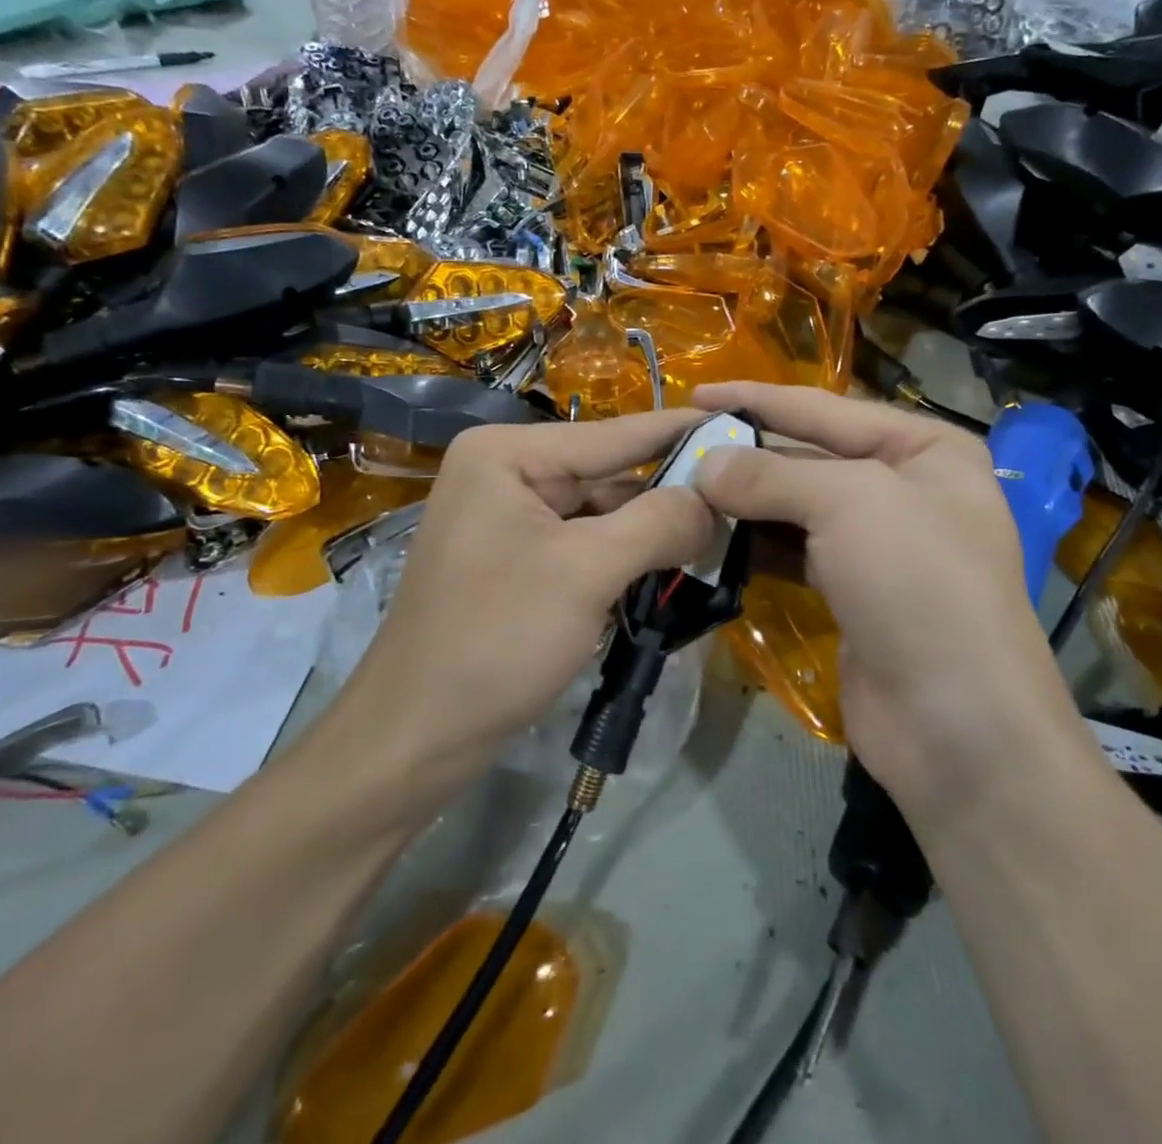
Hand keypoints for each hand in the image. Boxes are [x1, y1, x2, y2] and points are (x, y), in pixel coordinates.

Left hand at [330, 410, 715, 810]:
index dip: (682, 432)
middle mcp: (506, 472)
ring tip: (716, 541)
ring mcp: (509, 517)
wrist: (416, 735)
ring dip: (650, 531)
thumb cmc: (495, 640)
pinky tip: (667, 569)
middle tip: (742, 504)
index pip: (615, 433)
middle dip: (670, 494)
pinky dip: (624, 557)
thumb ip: (657, 523)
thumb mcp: (586, 572)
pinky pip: (584, 543)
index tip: (745, 425)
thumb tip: (713, 499)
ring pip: (601, 511)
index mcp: (509, 455)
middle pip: (609, 473)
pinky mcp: (517, 559)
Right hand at [692, 383, 1091, 819]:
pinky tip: (711, 537)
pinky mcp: (851, 591)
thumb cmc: (916, 584)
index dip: (758, 398)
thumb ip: (771, 474)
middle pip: (809, 456)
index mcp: (925, 447)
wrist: (956, 725)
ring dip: (744, 501)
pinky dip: (755, 543)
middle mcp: (905, 487)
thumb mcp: (849, 503)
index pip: (826, 408)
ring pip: (797, 506)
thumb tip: (704, 464)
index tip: (696, 394)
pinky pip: (794, 550)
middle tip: (677, 449)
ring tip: (681, 491)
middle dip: (746, 454)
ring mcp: (879, 543)